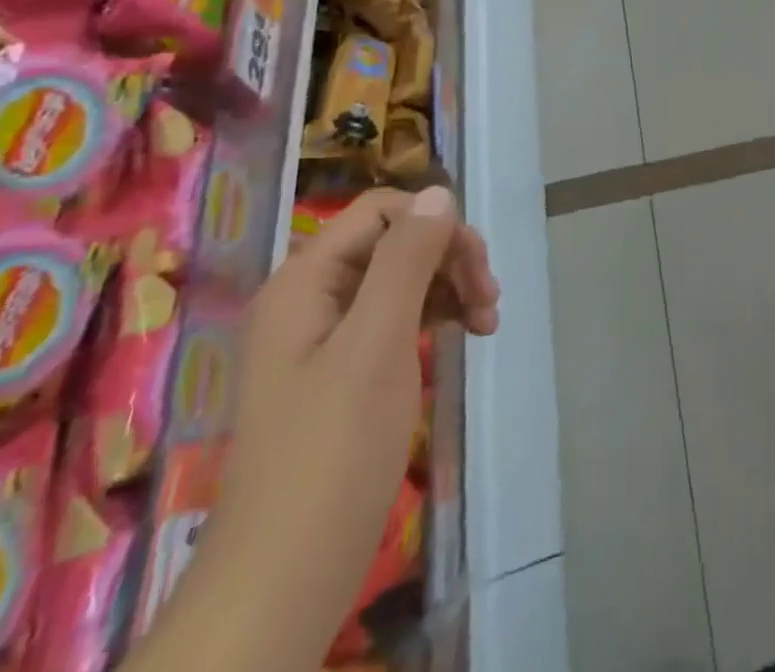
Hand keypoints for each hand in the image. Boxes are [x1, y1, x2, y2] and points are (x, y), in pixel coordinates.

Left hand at [149, 187, 497, 671]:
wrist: (282, 582)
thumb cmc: (332, 452)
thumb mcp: (377, 343)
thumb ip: (406, 260)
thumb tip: (438, 192)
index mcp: (304, 281)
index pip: (381, 212)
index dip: (434, 225)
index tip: (476, 267)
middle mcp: (310, 298)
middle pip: (394, 242)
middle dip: (448, 258)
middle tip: (491, 300)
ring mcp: (324, 337)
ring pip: (401, 278)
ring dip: (449, 287)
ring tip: (487, 323)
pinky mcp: (342, 371)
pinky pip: (395, 317)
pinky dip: (434, 317)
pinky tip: (463, 335)